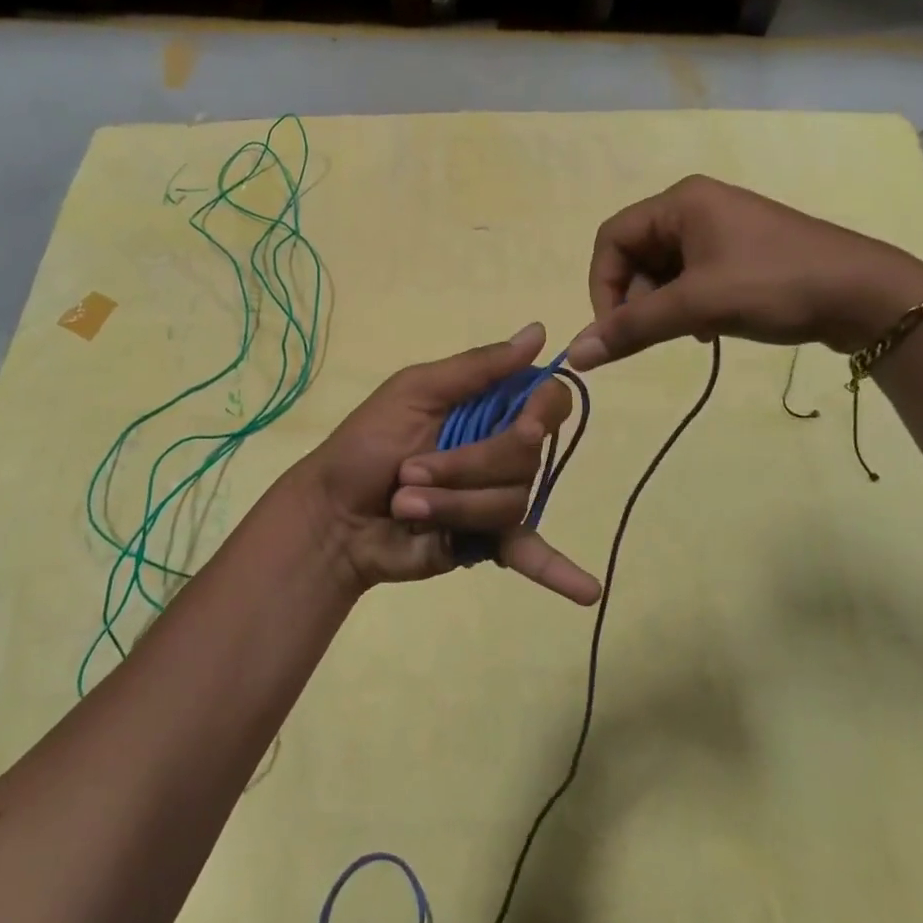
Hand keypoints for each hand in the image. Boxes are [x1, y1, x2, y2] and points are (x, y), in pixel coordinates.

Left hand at [300, 324, 600, 604]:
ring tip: (406, 506)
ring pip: (513, 501)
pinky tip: (589, 591)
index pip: (547, 402)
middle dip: (465, 465)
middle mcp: (502, 450)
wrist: (333, 516)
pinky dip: (559, 572)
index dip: (542, 412)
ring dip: (452, 504)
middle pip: (527, 456)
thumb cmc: (365, 445)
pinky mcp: (488, 542)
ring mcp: (496, 497)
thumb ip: (477, 367)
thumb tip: (539, 331)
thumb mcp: (413, 391)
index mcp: (487, 408)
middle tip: (410, 470)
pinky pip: (530, 552)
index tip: (524, 422)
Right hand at [567, 175, 922, 369]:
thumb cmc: (776, 285)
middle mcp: (695, 207)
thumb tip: (573, 355)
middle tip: (657, 333)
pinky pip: (690, 278)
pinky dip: (687, 305)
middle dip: (636, 298)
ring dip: (662, 306)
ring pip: (662, 271)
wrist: (868, 296)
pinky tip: (708, 329)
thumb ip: (632, 328)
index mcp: (680, 201)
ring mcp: (720, 230)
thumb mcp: (698, 305)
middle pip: (635, 255)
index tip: (614, 331)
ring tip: (690, 331)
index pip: (611, 239)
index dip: (602, 285)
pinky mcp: (739, 253)